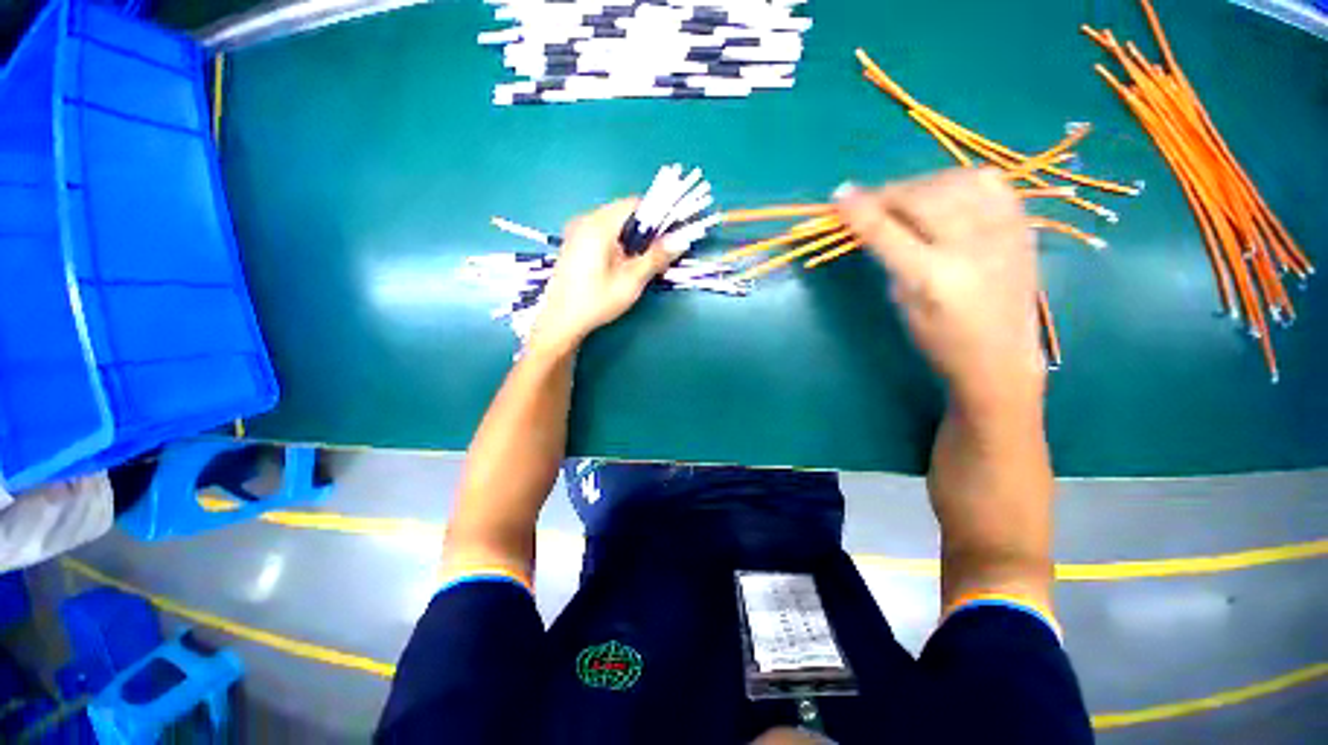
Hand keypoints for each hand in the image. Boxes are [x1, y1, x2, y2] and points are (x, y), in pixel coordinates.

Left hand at [528, 199, 675, 354]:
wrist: (560, 321)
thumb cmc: (596, 301)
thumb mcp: (631, 281)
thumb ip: (656, 257)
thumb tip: (681, 240)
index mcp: (598, 225)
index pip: (634, 203)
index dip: (657, 215)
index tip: (670, 235)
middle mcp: (585, 220)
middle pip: (624, 212)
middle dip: (645, 230)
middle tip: (657, 254)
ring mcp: (576, 231)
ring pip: (614, 223)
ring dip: (632, 238)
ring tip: (640, 263)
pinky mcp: (574, 243)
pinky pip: (602, 233)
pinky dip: (618, 242)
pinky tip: (621, 265)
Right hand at [835, 168, 1043, 412]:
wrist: (1002, 359)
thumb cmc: (940, 342)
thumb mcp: (903, 307)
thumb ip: (892, 263)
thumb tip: (877, 228)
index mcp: (933, 277)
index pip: (886, 232)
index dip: (859, 210)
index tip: (839, 195)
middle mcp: (970, 247)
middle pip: (921, 198)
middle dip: (888, 194)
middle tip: (871, 202)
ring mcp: (1002, 232)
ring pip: (956, 182)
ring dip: (922, 184)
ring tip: (907, 198)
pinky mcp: (1022, 227)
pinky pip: (991, 182)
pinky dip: (962, 179)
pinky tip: (947, 193)